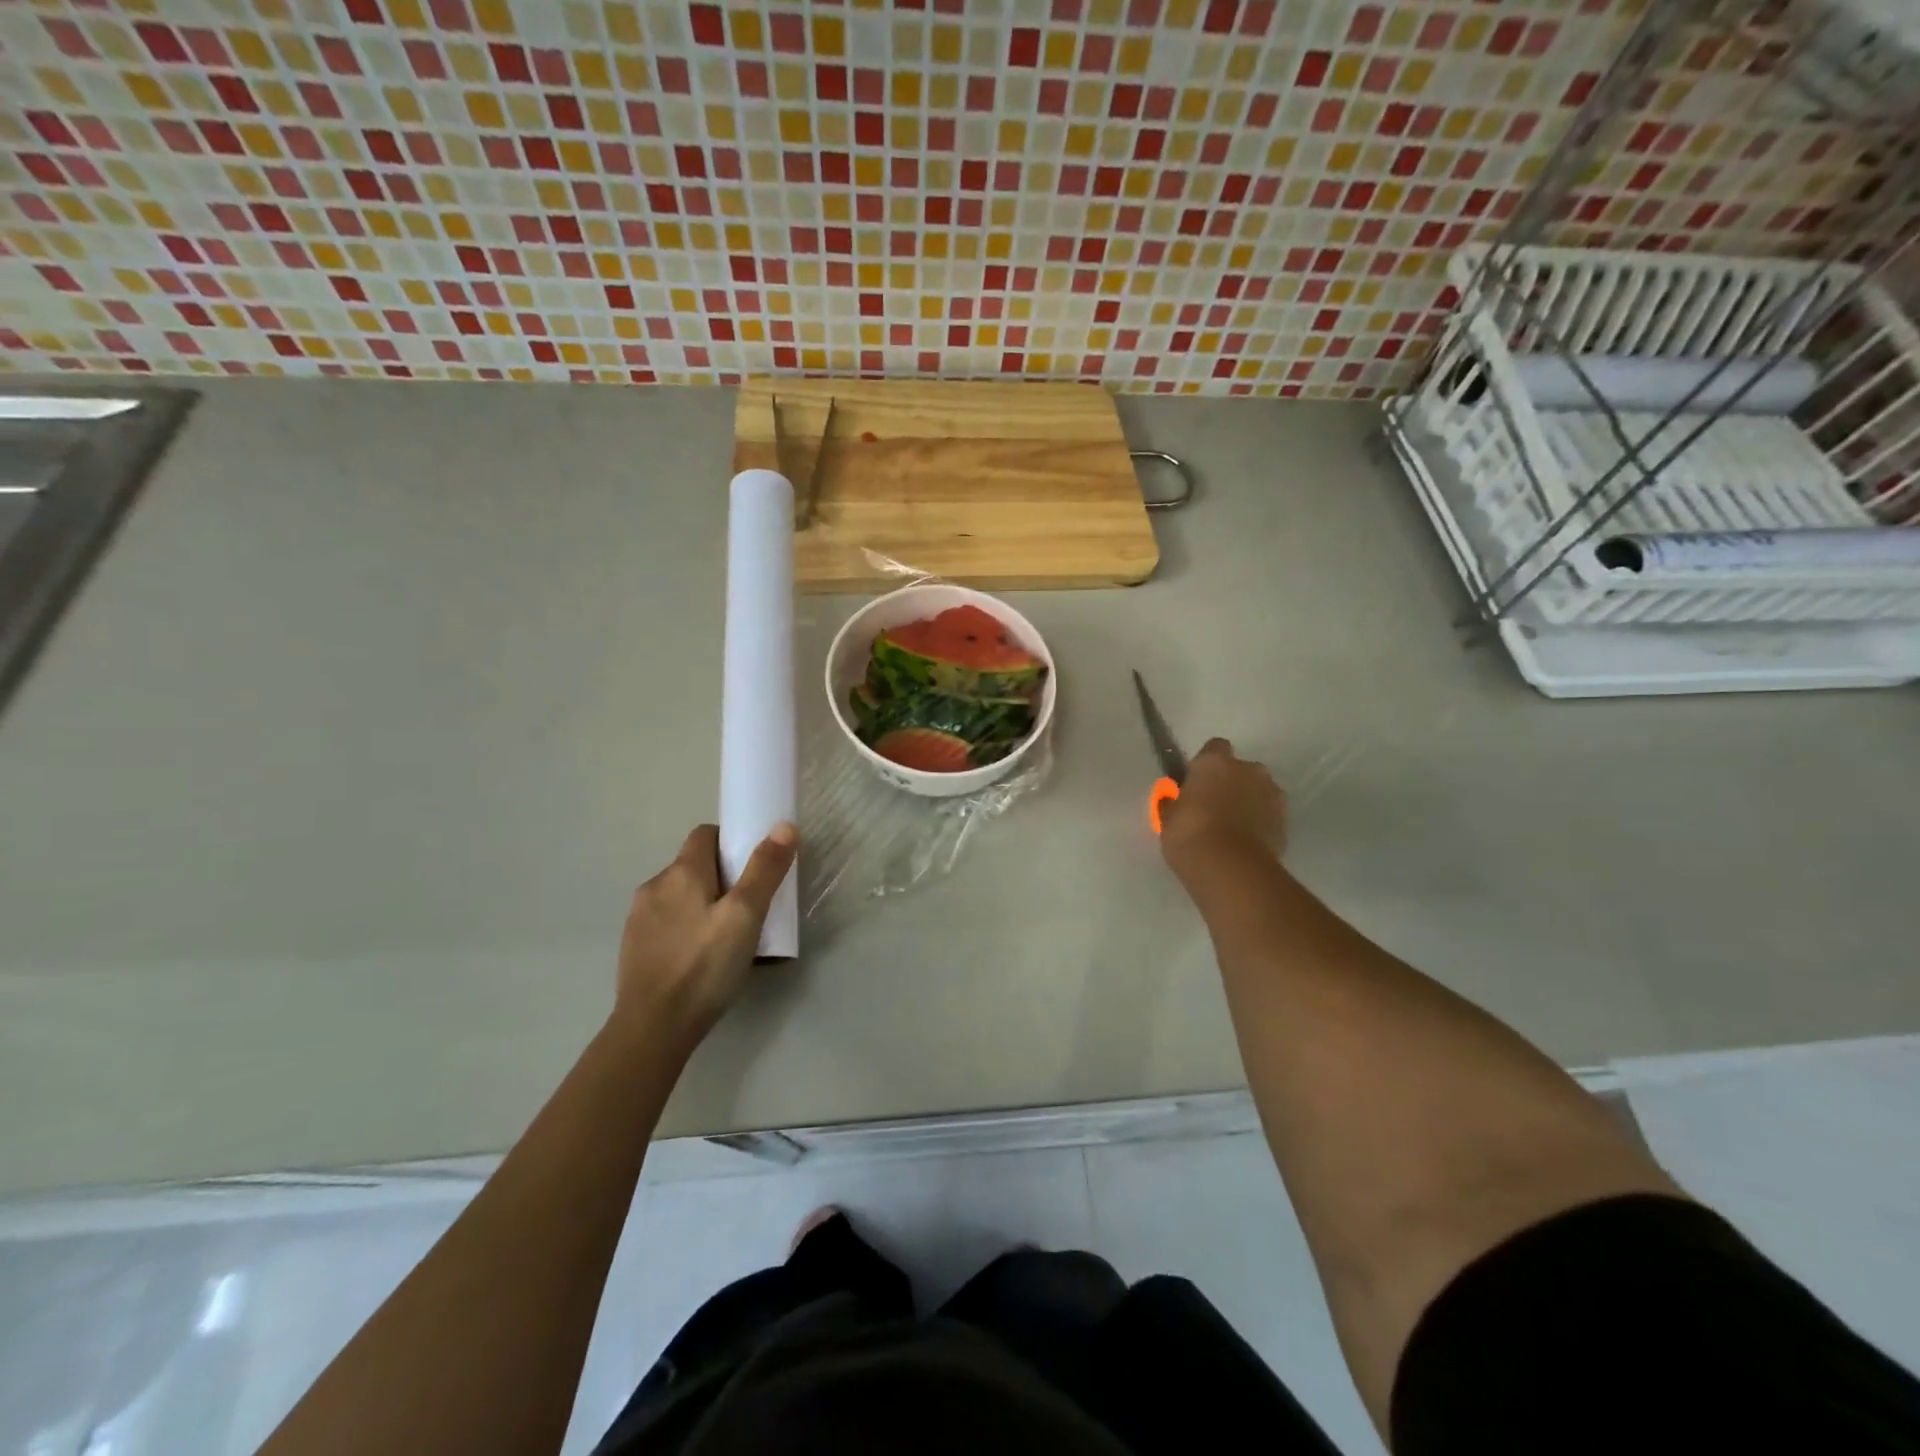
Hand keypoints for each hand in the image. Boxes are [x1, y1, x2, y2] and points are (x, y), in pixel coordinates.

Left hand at [613, 822, 798, 1047]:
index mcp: (681, 872)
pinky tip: (700, 957)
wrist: (653, 1028)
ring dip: (702, 904)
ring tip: (726, 936)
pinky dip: (685, 928)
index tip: (753, 869)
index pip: (705, 834)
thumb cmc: (704, 966)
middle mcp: (654, 886)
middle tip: (749, 908)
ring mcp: (639, 918)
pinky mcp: (633, 946)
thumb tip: (783, 826)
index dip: (731, 843)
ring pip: (679, 895)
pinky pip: (667, 922)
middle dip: (722, 877)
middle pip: (693, 865)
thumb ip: (764, 870)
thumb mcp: (745, 916)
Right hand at [1160, 738, 1285, 872]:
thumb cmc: (1190, 835)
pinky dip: (1260, 823)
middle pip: (1241, 769)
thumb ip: (1175, 802)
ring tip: (1232, 829)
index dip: (1206, 765)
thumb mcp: (1169, 818)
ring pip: (1258, 791)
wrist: (1232, 869)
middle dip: (1231, 783)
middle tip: (1214, 808)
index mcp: (1215, 762)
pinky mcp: (1286, 820)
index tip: (1196, 783)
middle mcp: (1248, 769)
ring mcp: (1272, 793)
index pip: (1214, 748)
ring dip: (1248, 802)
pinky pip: (1268, 814)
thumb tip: (1176, 799)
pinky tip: (1245, 843)